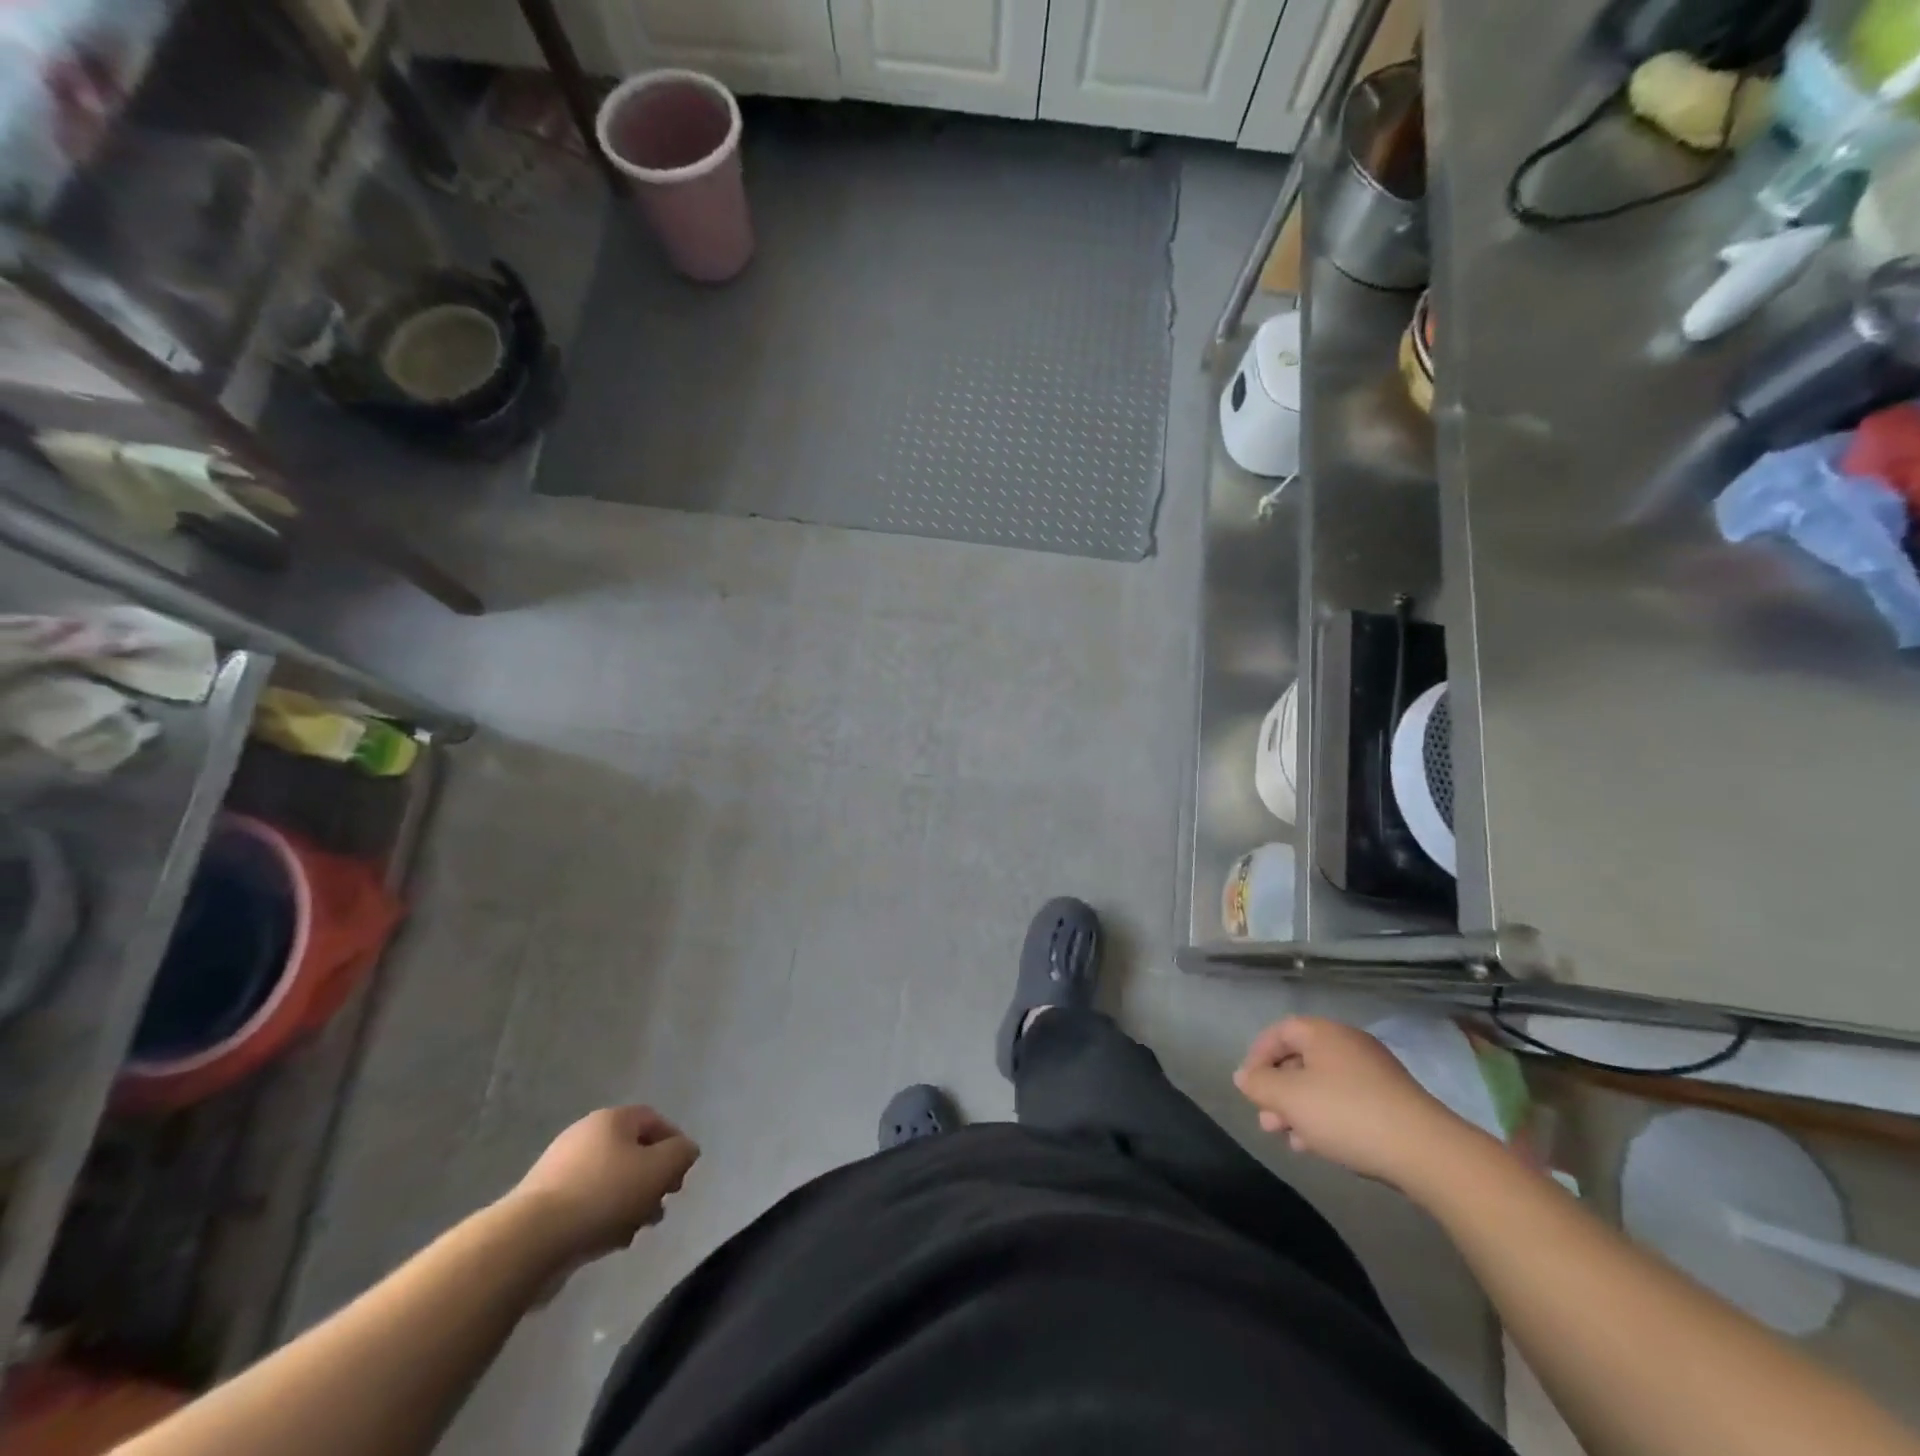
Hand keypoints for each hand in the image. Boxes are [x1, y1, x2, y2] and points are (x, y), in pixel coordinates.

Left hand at [505, 1106, 699, 1264]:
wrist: (528, 1241)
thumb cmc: (603, 1195)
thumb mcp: (658, 1170)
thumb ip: (681, 1154)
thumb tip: (685, 1150)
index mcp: (612, 1119)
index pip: (654, 1120)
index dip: (674, 1145)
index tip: (681, 1177)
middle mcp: (584, 1135)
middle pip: (631, 1152)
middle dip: (651, 1180)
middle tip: (660, 1207)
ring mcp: (558, 1169)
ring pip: (609, 1180)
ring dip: (628, 1203)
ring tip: (634, 1231)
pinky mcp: (541, 1203)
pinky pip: (585, 1203)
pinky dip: (602, 1217)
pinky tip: (607, 1242)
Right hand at [1233, 1017, 1481, 1189]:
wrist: (1426, 1152)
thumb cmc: (1347, 1114)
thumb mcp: (1290, 1099)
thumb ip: (1259, 1085)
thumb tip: (1244, 1076)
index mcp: (1323, 1033)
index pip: (1279, 1032)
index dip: (1257, 1056)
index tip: (1248, 1087)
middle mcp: (1348, 1044)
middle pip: (1300, 1059)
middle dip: (1278, 1090)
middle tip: (1266, 1120)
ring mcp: (1374, 1072)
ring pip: (1322, 1084)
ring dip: (1300, 1109)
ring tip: (1288, 1139)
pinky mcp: (1392, 1101)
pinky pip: (1346, 1101)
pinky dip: (1326, 1117)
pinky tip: (1318, 1146)